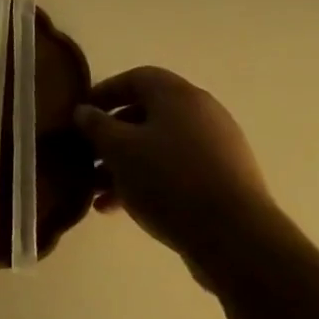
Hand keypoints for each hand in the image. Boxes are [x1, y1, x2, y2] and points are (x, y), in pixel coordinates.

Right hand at [75, 66, 285, 283]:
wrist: (237, 239)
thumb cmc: (169, 180)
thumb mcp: (119, 149)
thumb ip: (96, 125)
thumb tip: (84, 111)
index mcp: (177, 95)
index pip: (134, 79)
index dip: (104, 93)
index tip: (81, 115)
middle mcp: (201, 113)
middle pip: (146, 115)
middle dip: (112, 136)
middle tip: (87, 156)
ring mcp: (217, 148)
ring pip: (159, 147)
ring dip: (126, 165)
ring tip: (97, 192)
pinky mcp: (225, 181)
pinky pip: (177, 171)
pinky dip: (149, 182)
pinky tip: (121, 209)